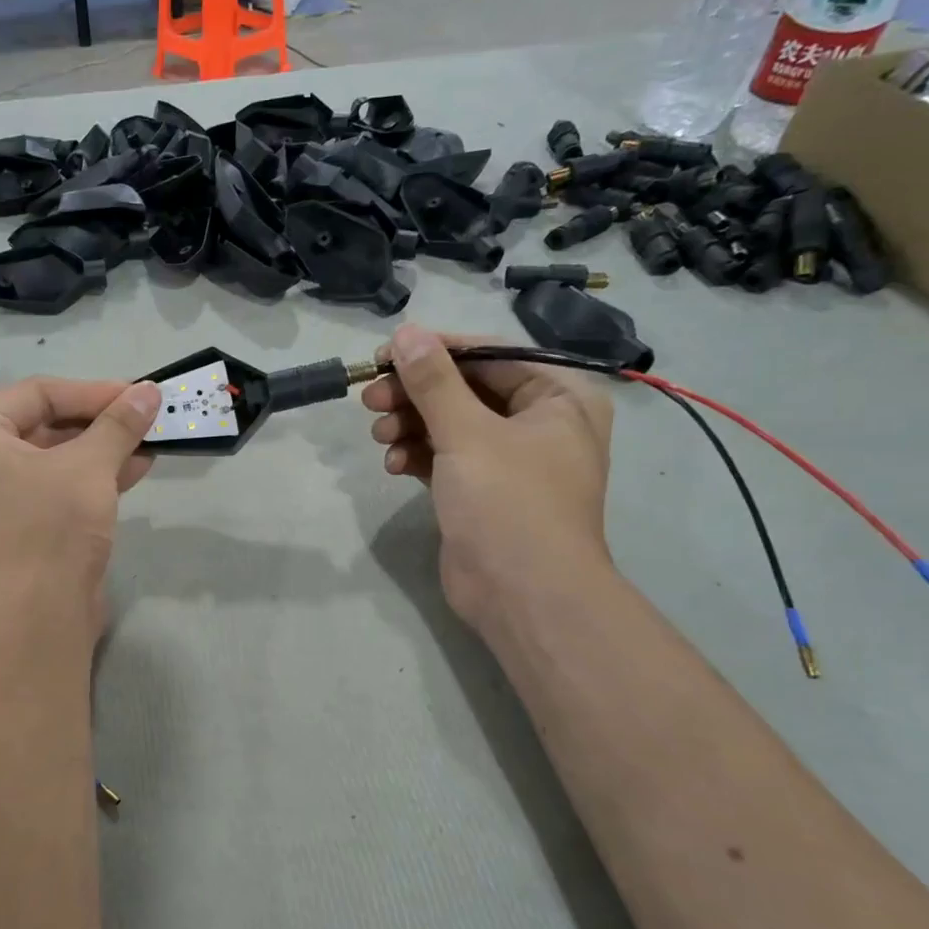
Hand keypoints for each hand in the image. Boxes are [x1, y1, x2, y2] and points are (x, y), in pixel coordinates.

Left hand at [0, 377, 160, 626]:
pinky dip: (97, 475)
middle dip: (101, 420)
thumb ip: (119, 423)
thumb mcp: (89, 465)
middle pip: (48, 423)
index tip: (137, 393)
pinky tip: (138, 467)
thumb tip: (150, 390)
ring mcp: (2, 495)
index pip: (39, 394)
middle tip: (145, 414)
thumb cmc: (52, 525)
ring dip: (105, 447)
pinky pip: (62, 486)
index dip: (92, 391)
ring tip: (151, 438)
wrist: (39, 614)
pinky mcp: (26, 524)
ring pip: (59, 457)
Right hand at [363, 325, 613, 626]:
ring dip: (410, 425)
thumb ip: (433, 381)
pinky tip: (393, 465)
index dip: (435, 350)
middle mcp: (539, 423)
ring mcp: (509, 460)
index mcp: (558, 397)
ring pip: (450, 424)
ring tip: (378, 434)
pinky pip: (444, 457)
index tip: (383, 354)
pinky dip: (418, 456)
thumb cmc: (508, 504)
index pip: (490, 355)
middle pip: (465, 390)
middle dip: (415, 394)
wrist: (523, 597)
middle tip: (370, 397)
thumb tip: (406, 332)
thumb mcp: (467, 434)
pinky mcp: (481, 491)